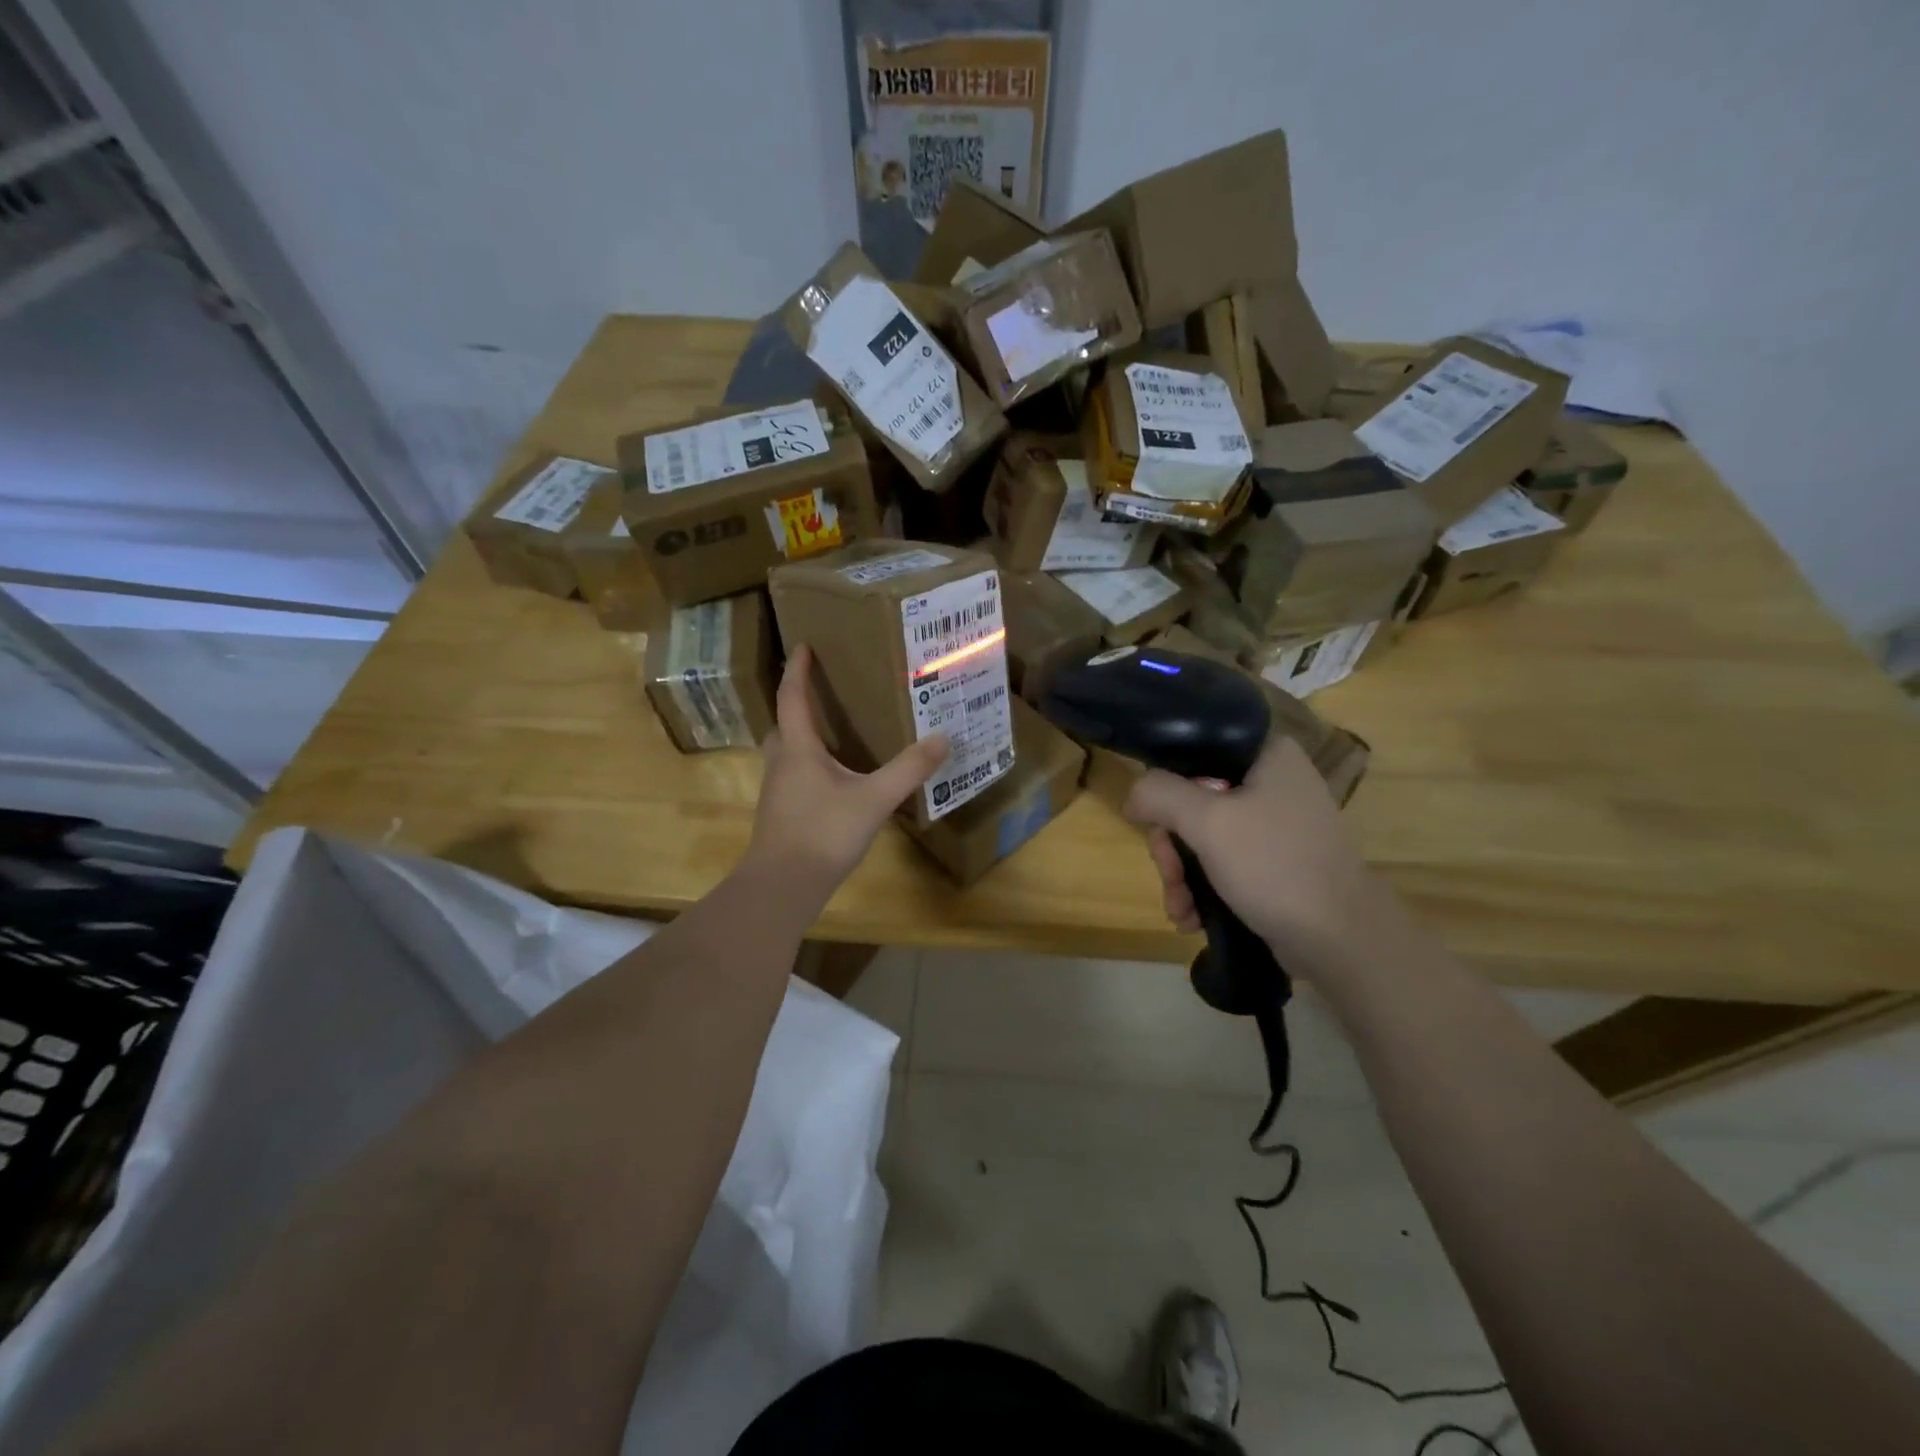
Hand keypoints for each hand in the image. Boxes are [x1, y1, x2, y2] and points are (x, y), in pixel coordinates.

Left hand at [746, 646, 948, 897]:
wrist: (782, 886)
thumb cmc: (823, 833)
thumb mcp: (874, 799)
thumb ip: (909, 770)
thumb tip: (942, 739)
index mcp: (798, 749)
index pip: (792, 698)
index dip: (797, 670)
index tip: (802, 645)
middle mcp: (782, 763)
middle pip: (783, 724)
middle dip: (797, 704)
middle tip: (821, 693)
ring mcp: (777, 791)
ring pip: (786, 752)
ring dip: (802, 736)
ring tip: (832, 734)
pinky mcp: (781, 814)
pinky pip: (792, 776)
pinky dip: (808, 765)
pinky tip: (833, 780)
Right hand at [1123, 736, 1384, 980]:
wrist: (1340, 939)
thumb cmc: (1274, 865)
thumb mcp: (1207, 822)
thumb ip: (1160, 794)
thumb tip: (1134, 794)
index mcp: (1266, 755)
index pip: (1195, 751)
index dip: (1165, 785)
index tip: (1152, 822)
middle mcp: (1272, 782)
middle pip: (1193, 800)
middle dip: (1172, 846)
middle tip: (1169, 874)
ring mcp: (1276, 825)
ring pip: (1204, 836)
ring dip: (1181, 874)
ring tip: (1180, 909)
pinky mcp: (1275, 862)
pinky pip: (1223, 862)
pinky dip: (1203, 887)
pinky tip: (1192, 917)